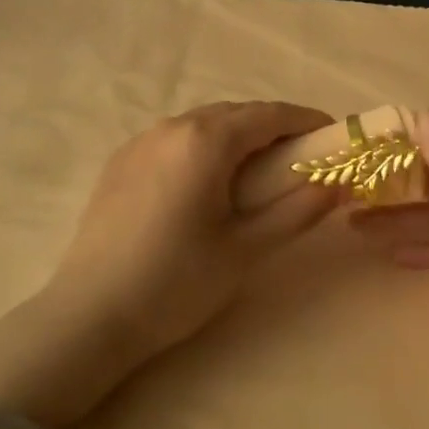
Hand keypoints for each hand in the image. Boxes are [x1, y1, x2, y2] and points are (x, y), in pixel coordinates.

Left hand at [48, 101, 338, 367]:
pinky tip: (206, 182)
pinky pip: (175, 138)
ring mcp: (141, 141)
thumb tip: (339, 183)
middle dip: (273, 128)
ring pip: (203, 123)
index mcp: (206, 141)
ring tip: (256, 172)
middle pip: (236, 113)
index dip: (306, 120)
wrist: (90, 315)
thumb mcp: (247, 250)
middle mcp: (172, 127)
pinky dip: (203, 147)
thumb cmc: (176, 283)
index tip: (332, 135)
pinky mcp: (120, 161)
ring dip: (237, 136)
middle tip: (299, 159)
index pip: (269, 114)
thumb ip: (298, 211)